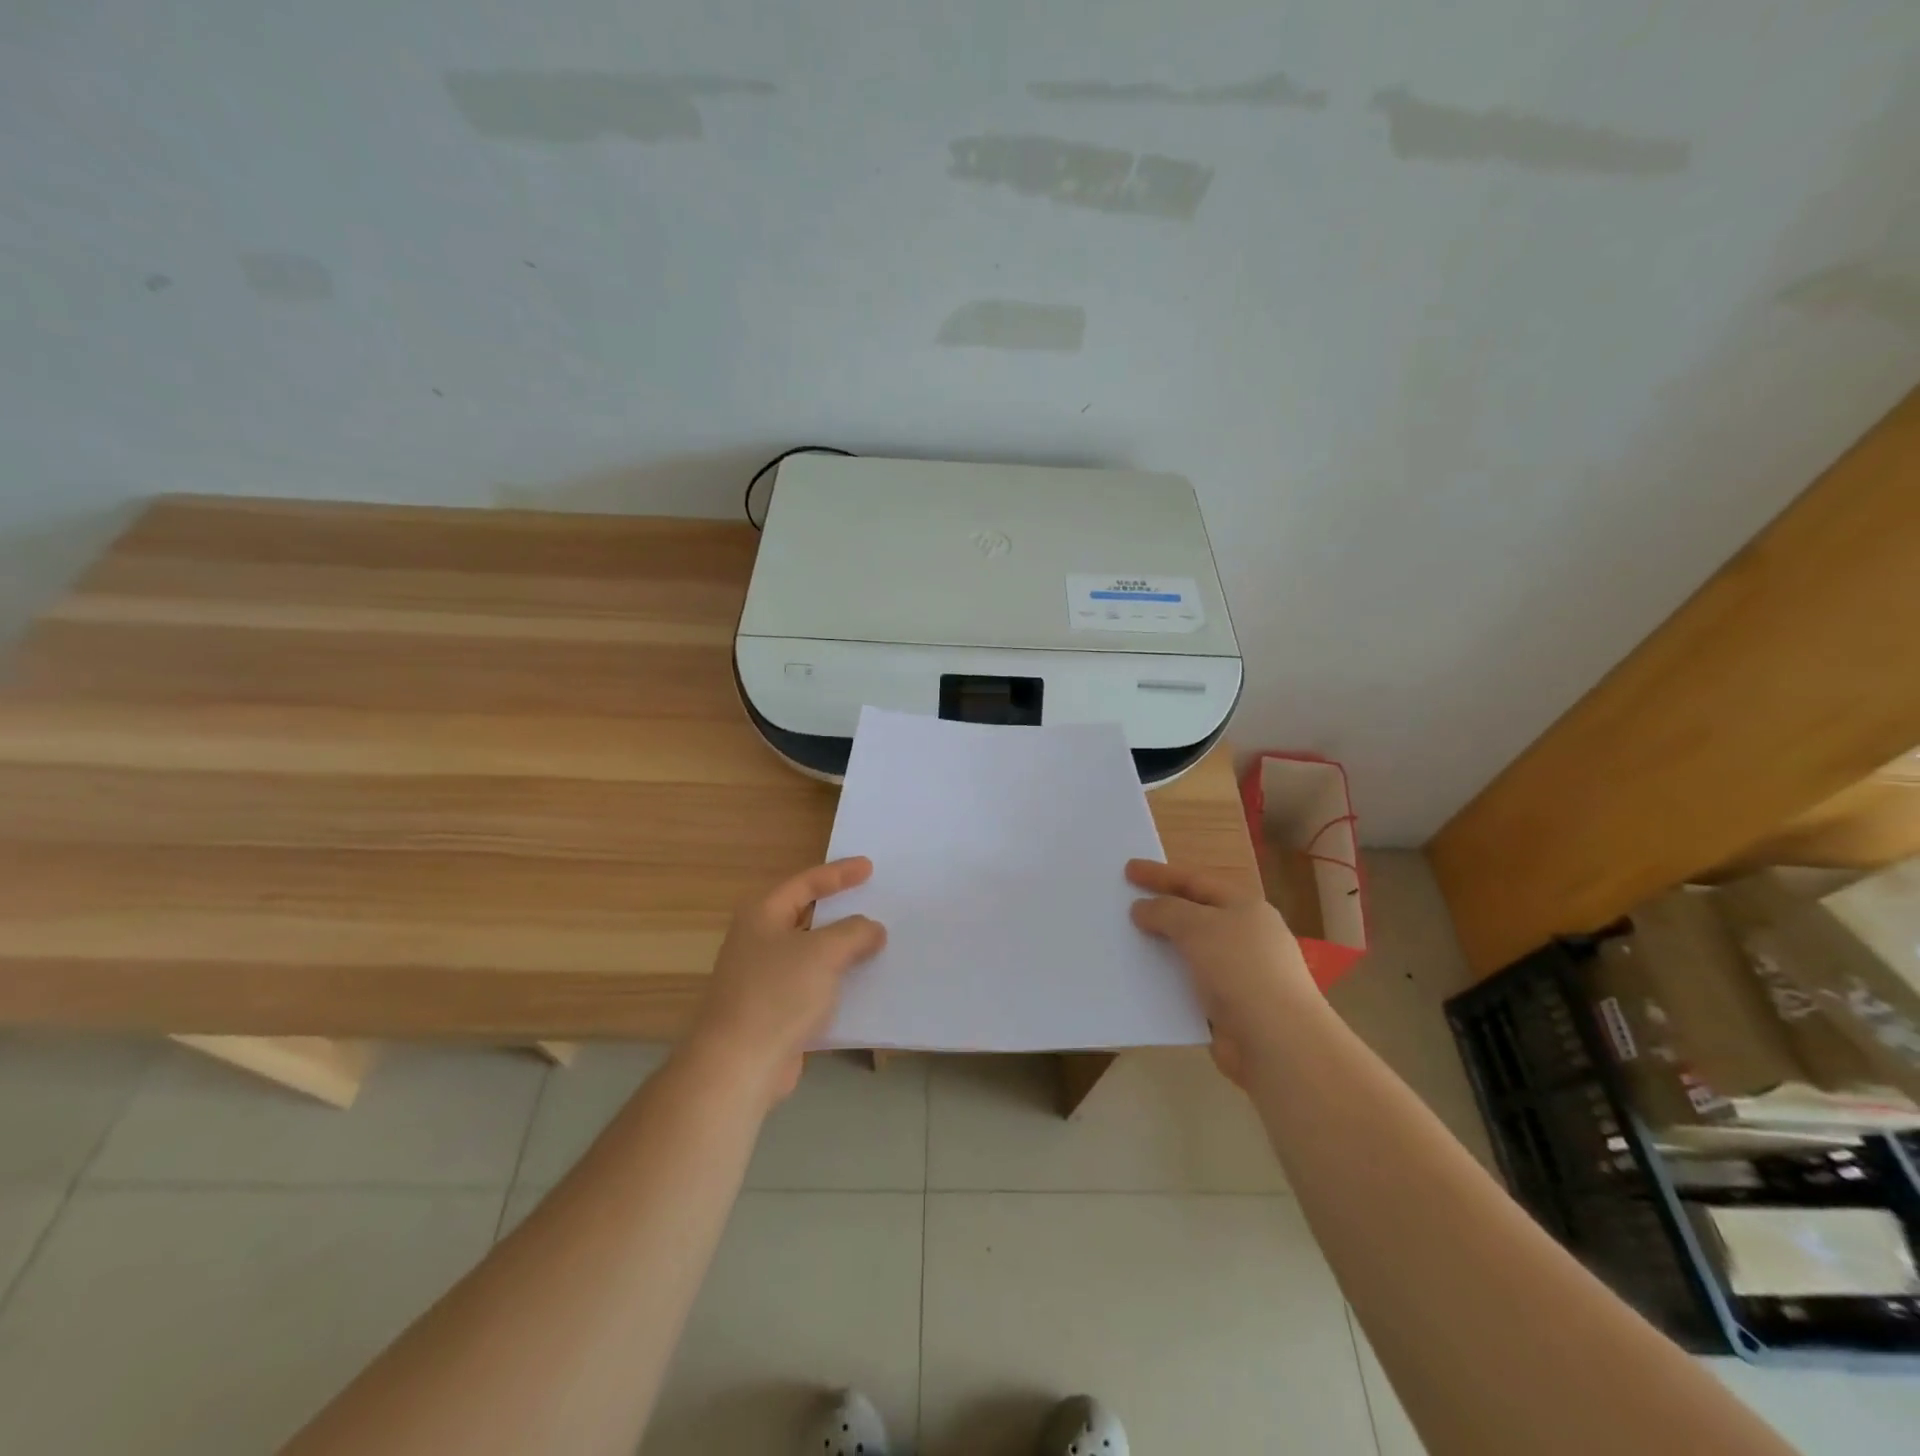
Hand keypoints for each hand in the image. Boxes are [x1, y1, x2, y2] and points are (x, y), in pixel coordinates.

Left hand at [686, 858, 886, 1104]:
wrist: (738, 1066)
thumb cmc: (777, 994)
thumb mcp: (824, 952)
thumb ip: (854, 932)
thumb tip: (872, 929)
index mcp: (762, 915)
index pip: (805, 883)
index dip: (839, 873)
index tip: (869, 867)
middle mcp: (759, 941)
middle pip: (807, 916)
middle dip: (842, 912)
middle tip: (875, 902)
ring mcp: (763, 979)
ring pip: (812, 954)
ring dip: (843, 950)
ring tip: (878, 943)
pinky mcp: (773, 1012)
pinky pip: (813, 987)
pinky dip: (837, 983)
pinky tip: (864, 987)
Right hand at [1126, 859, 1317, 1087]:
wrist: (1277, 1041)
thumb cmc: (1240, 969)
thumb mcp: (1197, 927)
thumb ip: (1165, 911)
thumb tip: (1143, 909)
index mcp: (1244, 907)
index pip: (1195, 880)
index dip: (1160, 874)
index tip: (1128, 869)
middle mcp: (1244, 935)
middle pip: (1194, 913)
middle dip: (1160, 908)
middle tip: (1125, 903)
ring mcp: (1239, 973)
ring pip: (1190, 951)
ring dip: (1161, 946)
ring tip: (1126, 942)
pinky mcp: (1229, 1006)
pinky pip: (1190, 984)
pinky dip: (1168, 980)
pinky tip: (1143, 981)